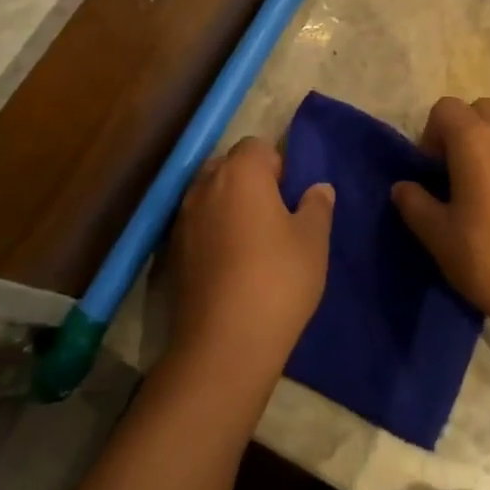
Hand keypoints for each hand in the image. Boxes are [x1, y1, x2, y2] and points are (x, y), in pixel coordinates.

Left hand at [165, 137, 333, 384]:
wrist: (224, 343)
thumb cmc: (278, 279)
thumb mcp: (313, 240)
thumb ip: (317, 206)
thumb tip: (318, 188)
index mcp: (241, 173)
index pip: (256, 146)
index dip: (276, 166)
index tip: (290, 196)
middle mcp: (205, 186)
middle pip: (228, 167)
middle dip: (249, 182)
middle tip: (274, 216)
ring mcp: (182, 219)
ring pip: (209, 197)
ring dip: (228, 208)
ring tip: (253, 242)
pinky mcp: (171, 253)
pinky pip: (197, 226)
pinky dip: (212, 234)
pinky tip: (231, 265)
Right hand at [390, 97, 489, 331]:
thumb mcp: (439, 237)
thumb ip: (415, 204)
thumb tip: (404, 187)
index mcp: (477, 142)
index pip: (445, 108)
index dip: (430, 134)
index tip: (430, 173)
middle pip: (478, 110)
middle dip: (460, 132)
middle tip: (453, 175)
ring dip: (486, 145)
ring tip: (479, 191)